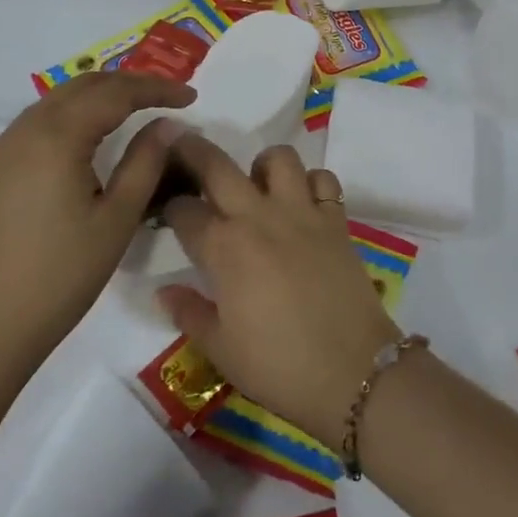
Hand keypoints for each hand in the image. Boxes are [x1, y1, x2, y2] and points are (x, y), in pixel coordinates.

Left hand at [0, 71, 195, 391]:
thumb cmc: (56, 279)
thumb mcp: (115, 221)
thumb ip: (145, 164)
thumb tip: (168, 126)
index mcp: (57, 136)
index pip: (116, 92)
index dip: (157, 89)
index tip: (192, 97)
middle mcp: (24, 131)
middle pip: (83, 86)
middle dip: (128, 84)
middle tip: (166, 97)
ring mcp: (0, 152)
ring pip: (56, 102)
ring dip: (98, 98)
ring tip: (133, 113)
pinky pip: (37, 125)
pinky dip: (72, 118)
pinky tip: (87, 142)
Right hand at [158, 137, 400, 446]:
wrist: (353, 372)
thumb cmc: (279, 366)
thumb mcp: (221, 349)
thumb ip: (189, 313)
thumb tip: (164, 290)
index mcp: (225, 248)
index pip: (185, 211)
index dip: (169, 207)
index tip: (165, 210)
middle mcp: (260, 217)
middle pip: (219, 166)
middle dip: (193, 150)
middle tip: (182, 145)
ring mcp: (303, 213)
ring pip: (279, 158)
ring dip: (261, 164)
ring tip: (257, 186)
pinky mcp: (336, 220)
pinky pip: (323, 180)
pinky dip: (311, 183)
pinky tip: (303, 204)